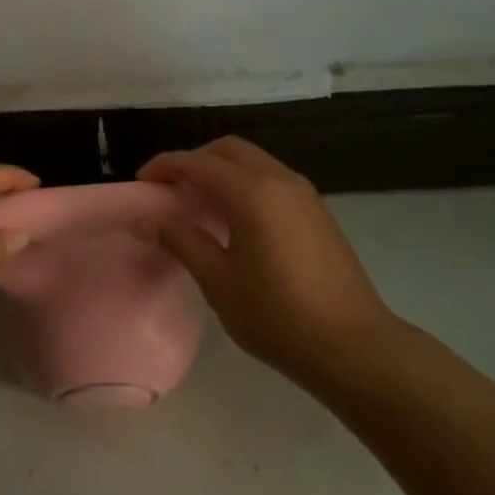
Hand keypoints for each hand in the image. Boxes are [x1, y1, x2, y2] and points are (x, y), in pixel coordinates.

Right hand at [139, 137, 396, 382]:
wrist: (352, 345)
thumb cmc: (277, 316)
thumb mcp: (219, 281)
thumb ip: (182, 241)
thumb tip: (147, 219)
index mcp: (252, 193)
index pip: (198, 163)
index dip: (165, 166)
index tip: (142, 181)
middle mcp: (279, 180)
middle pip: (229, 149)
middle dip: (195, 159)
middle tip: (170, 188)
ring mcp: (304, 193)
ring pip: (254, 160)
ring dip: (222, 169)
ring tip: (198, 201)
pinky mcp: (317, 210)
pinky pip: (272, 177)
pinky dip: (245, 181)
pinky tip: (234, 217)